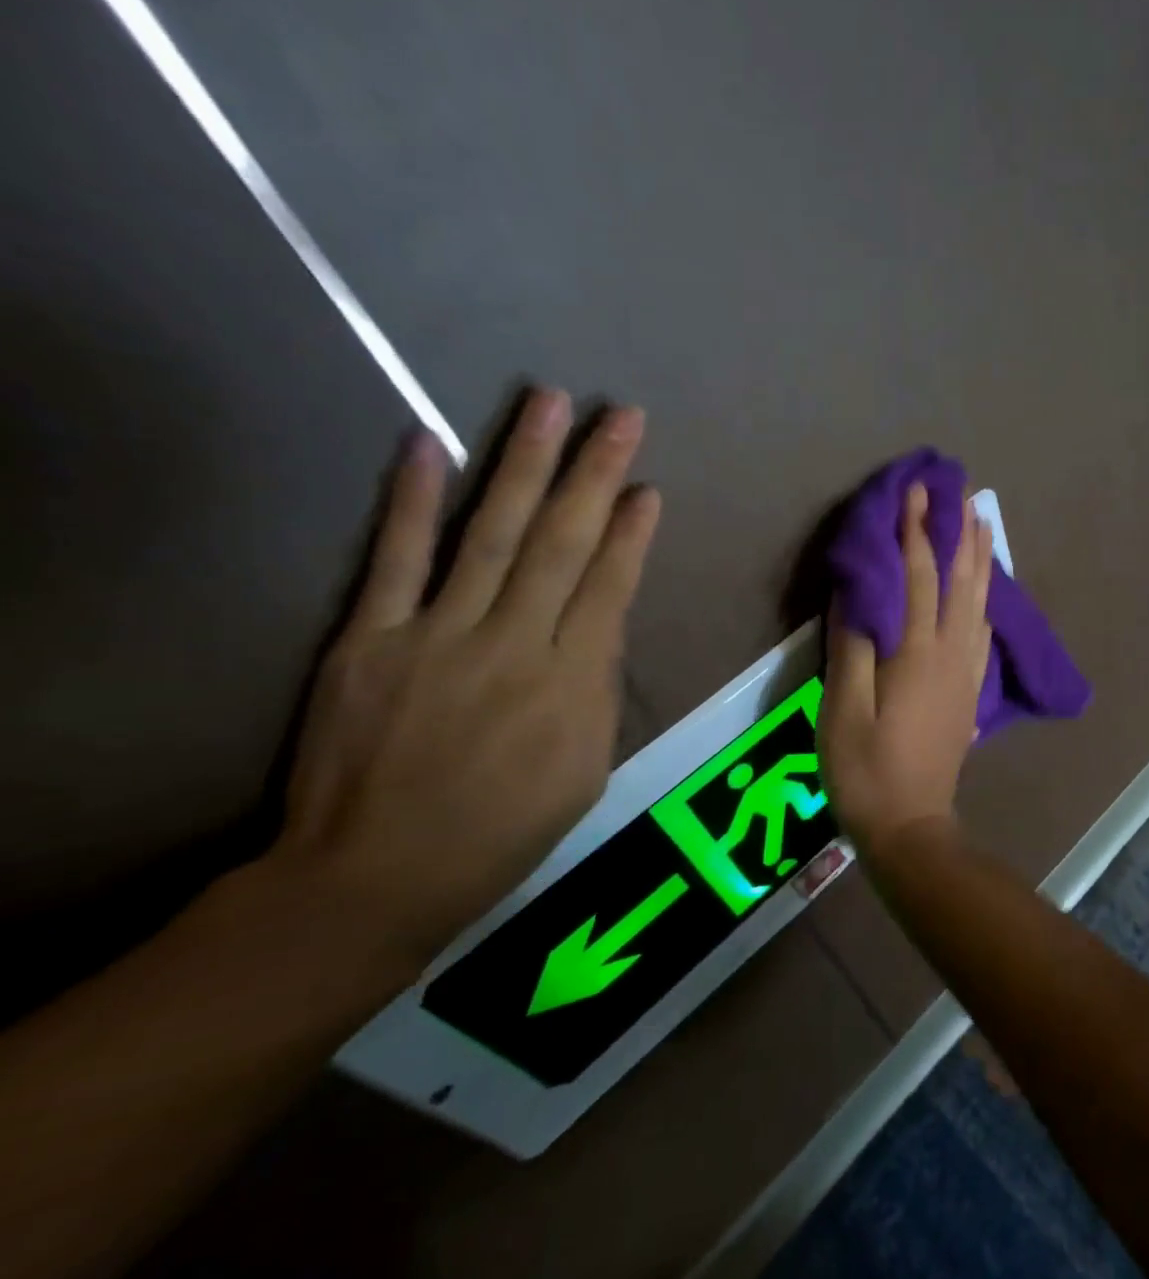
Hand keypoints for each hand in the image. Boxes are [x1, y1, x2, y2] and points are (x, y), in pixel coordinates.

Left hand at [268, 390, 661, 958]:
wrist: (377, 875)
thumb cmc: (505, 829)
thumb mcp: (587, 769)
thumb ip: (598, 688)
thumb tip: (602, 623)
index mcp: (572, 684)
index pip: (611, 587)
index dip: (632, 532)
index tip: (648, 486)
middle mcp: (512, 645)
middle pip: (561, 543)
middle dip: (594, 473)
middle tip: (618, 415)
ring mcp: (436, 636)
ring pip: (489, 533)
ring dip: (521, 463)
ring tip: (544, 403)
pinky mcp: (369, 640)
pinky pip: (395, 560)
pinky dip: (413, 502)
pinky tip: (429, 444)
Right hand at [820, 483, 992, 855]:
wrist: (911, 825)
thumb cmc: (865, 769)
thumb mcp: (842, 710)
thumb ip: (851, 646)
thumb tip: (857, 590)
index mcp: (917, 652)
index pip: (918, 576)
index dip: (915, 531)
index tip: (916, 491)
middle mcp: (951, 653)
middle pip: (959, 580)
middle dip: (958, 532)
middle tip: (963, 491)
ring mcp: (966, 673)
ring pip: (978, 602)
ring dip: (980, 559)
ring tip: (983, 523)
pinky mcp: (970, 691)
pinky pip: (982, 631)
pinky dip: (985, 599)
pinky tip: (985, 591)